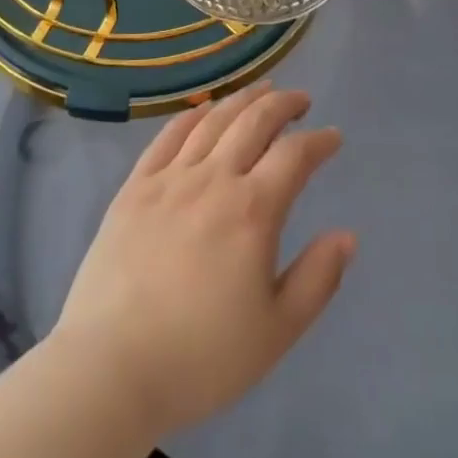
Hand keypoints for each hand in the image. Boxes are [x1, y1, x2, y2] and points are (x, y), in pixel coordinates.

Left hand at [51, 86, 355, 436]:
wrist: (110, 367)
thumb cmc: (200, 357)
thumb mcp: (276, 332)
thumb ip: (317, 279)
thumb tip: (347, 235)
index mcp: (252, 211)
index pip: (294, 155)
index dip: (318, 141)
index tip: (333, 137)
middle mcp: (213, 179)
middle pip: (254, 122)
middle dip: (283, 104)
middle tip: (300, 99)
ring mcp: (170, 178)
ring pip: (213, 120)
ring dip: (242, 99)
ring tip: (261, 90)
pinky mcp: (135, 187)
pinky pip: (168, 136)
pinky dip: (193, 115)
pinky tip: (204, 109)